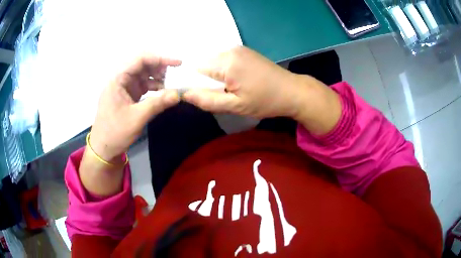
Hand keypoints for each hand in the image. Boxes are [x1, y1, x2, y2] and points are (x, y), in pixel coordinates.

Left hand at [90, 55, 180, 161]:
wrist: (103, 147)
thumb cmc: (115, 132)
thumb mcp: (136, 118)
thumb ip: (157, 103)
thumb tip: (178, 94)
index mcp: (118, 79)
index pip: (140, 59)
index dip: (160, 58)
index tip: (178, 63)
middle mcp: (121, 79)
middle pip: (143, 65)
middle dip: (160, 68)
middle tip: (175, 76)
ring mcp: (124, 87)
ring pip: (144, 75)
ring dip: (158, 78)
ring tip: (170, 86)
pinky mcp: (128, 95)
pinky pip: (143, 86)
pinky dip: (154, 88)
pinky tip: (163, 93)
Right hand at [183, 46, 303, 118]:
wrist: (291, 90)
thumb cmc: (265, 101)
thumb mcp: (235, 106)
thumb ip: (208, 100)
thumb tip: (185, 94)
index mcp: (227, 63)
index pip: (196, 69)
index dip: (195, 83)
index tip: (205, 96)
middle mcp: (230, 50)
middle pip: (204, 64)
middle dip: (206, 79)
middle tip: (221, 94)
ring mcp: (238, 48)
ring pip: (213, 61)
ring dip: (215, 74)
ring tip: (230, 88)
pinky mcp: (244, 50)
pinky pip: (224, 58)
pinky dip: (224, 69)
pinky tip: (236, 79)